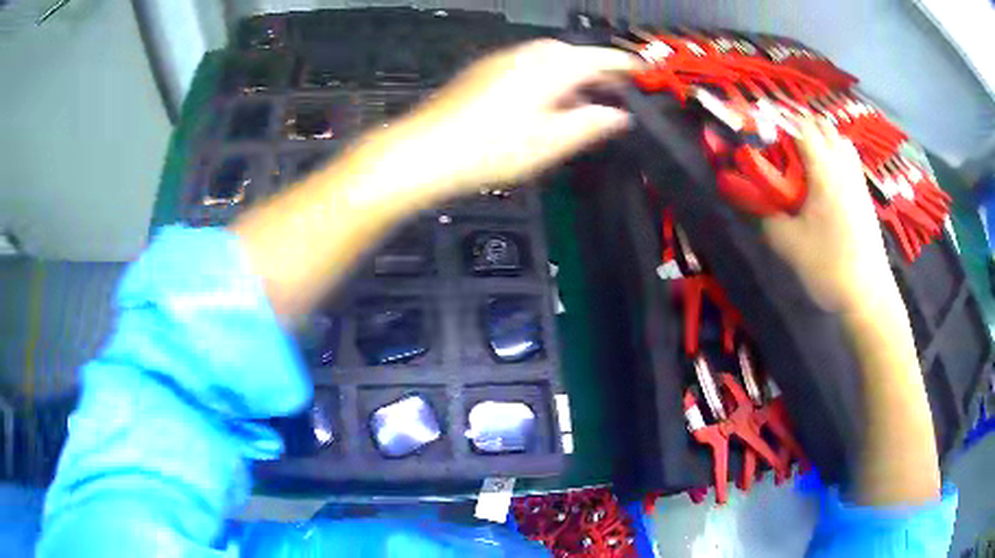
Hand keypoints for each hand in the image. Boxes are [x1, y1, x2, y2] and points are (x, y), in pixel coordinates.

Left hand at [386, 39, 642, 194]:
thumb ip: (590, 124)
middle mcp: (527, 54)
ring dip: (572, 73)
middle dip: (597, 68)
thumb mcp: (551, 142)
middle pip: (573, 54)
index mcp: (551, 68)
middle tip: (614, 90)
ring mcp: (502, 60)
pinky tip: (546, 100)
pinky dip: (547, 77)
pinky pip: (527, 66)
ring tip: (584, 99)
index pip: (600, 58)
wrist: (426, 150)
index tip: (644, 71)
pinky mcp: (484, 71)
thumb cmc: (492, 149)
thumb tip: (619, 115)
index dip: (625, 64)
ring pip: (548, 59)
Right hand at [763, 119, 895, 312]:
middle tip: (780, 141)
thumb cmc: (829, 267)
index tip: (760, 126)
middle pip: (822, 126)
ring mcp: (857, 180)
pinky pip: (848, 158)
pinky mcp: (864, 195)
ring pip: (839, 139)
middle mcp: (843, 167)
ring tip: (803, 155)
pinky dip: (834, 153)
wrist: (868, 295)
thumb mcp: (789, 245)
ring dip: (819, 137)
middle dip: (799, 124)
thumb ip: (767, 218)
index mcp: (825, 172)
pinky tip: (824, 175)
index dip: (778, 120)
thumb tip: (756, 204)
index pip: (801, 127)